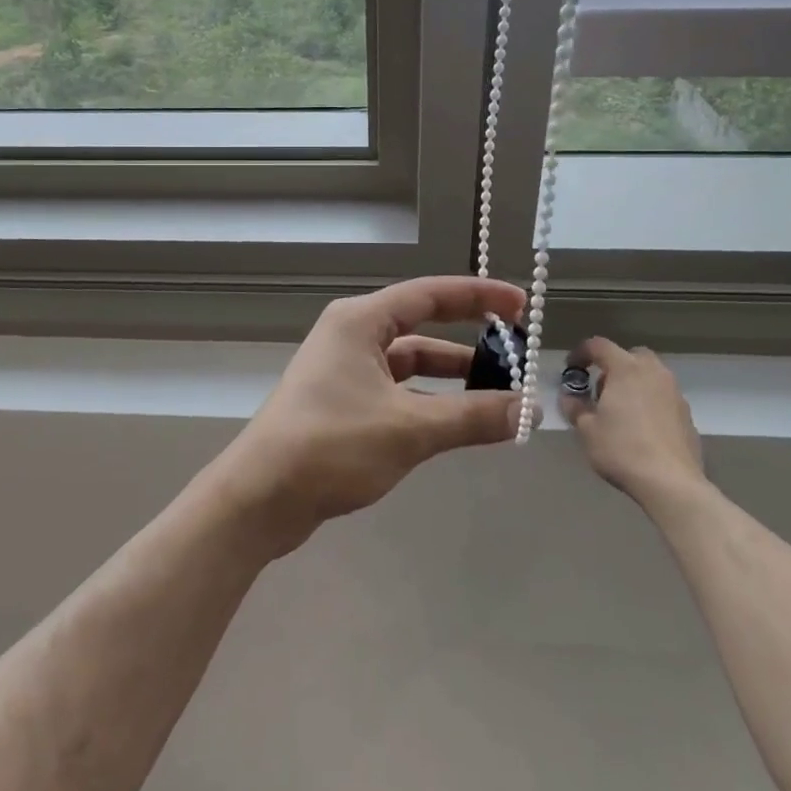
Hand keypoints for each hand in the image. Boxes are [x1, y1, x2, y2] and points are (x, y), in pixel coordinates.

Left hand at [216, 276, 526, 554]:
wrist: (260, 497)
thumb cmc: (331, 445)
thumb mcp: (409, 429)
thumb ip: (472, 416)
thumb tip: (530, 409)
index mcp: (360, 321)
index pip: (430, 294)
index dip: (478, 295)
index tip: (520, 305)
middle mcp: (350, 335)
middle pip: (420, 325)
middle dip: (468, 337)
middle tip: (515, 351)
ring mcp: (343, 370)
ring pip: (409, 362)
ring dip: (450, 376)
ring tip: (497, 394)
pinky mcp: (340, 402)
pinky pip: (396, 389)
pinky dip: (427, 400)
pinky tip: (455, 422)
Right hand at [559, 338, 706, 508]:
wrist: (671, 483)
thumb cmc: (622, 449)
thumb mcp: (586, 429)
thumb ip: (574, 406)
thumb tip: (570, 396)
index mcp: (626, 368)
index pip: (598, 345)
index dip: (580, 353)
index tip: (570, 369)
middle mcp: (653, 372)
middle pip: (630, 356)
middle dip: (612, 367)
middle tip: (600, 391)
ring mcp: (674, 393)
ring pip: (649, 375)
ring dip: (632, 384)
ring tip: (620, 412)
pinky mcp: (687, 414)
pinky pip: (662, 397)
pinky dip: (649, 402)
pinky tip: (641, 429)